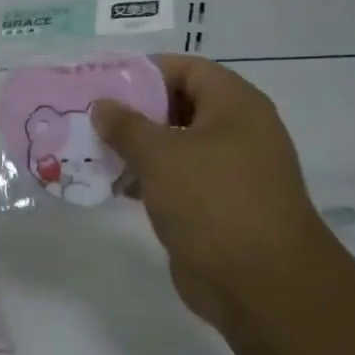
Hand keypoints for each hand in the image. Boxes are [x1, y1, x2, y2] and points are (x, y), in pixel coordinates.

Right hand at [93, 56, 335, 334]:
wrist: (263, 285)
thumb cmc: (213, 201)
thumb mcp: (160, 154)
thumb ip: (126, 125)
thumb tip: (103, 105)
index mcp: (235, 105)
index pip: (186, 69)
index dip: (145, 71)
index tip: (104, 81)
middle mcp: (237, 132)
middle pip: (179, 106)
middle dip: (135, 111)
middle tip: (91, 116)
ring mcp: (230, 172)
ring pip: (176, 146)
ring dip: (137, 148)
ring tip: (92, 150)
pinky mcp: (219, 207)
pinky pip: (178, 180)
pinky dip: (148, 179)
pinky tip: (114, 185)